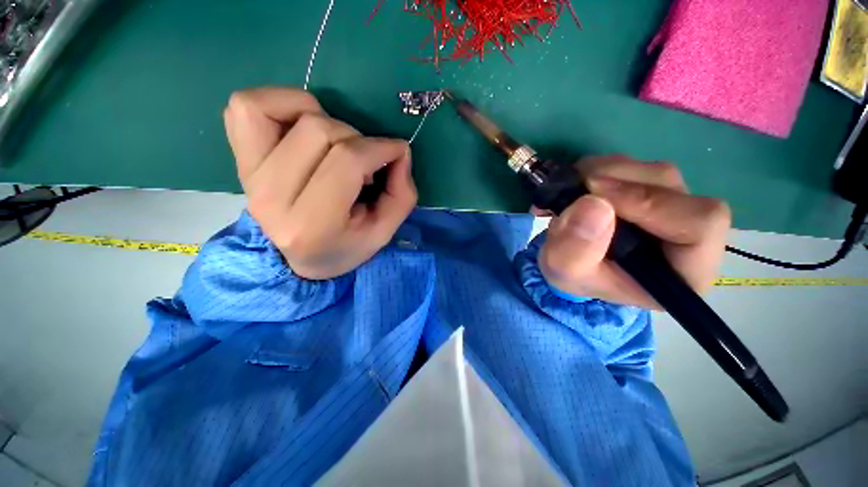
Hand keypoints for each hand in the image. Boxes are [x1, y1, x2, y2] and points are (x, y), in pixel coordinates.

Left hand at [223, 87, 417, 279]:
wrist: (299, 260)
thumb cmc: (345, 247)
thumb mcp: (384, 231)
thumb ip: (402, 194)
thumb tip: (399, 150)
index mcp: (312, 225)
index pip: (347, 161)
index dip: (380, 148)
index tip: (396, 152)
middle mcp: (271, 198)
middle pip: (319, 131)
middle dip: (357, 140)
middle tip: (365, 163)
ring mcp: (249, 175)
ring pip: (281, 109)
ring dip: (322, 118)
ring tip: (334, 145)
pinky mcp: (239, 159)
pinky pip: (246, 106)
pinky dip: (281, 103)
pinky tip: (303, 126)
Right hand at [540, 155, 730, 308]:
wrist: (569, 264)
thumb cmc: (575, 276)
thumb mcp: (564, 272)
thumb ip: (575, 249)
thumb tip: (593, 203)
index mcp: (684, 269)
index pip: (699, 224)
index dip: (648, 202)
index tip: (594, 197)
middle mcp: (689, 234)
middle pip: (672, 188)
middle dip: (617, 182)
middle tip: (574, 188)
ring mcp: (673, 208)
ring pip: (652, 172)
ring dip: (606, 172)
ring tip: (571, 189)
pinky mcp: (652, 191)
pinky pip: (636, 167)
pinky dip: (601, 169)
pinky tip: (579, 185)